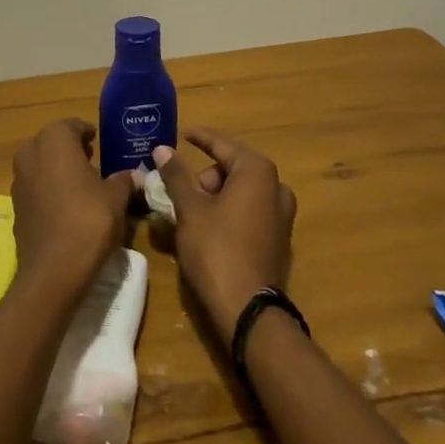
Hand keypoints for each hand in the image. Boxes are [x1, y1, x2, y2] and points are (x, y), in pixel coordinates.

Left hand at [10, 119, 137, 293]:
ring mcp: (18, 180)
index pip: (72, 126)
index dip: (87, 132)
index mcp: (54, 141)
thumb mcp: (116, 198)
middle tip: (92, 160)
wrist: (53, 270)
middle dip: (70, 149)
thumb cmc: (88, 221)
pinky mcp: (15, 206)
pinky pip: (35, 187)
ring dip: (57, 169)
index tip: (99, 141)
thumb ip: (124, 180)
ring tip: (81, 184)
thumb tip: (134, 174)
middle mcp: (31, 154)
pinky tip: (66, 206)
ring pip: (40, 164)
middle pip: (52, 142)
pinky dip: (48, 189)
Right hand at [155, 129, 297, 341]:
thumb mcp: (189, 209)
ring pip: (240, 192)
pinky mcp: (279, 238)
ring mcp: (282, 214)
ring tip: (188, 215)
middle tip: (179, 194)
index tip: (182, 133)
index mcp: (257, 172)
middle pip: (231, 168)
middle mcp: (276, 187)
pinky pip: (248, 211)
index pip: (222, 144)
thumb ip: (176, 175)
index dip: (200, 137)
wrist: (248, 310)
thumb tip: (163, 148)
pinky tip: (207, 229)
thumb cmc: (216, 250)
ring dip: (214, 196)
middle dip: (203, 177)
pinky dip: (227, 212)